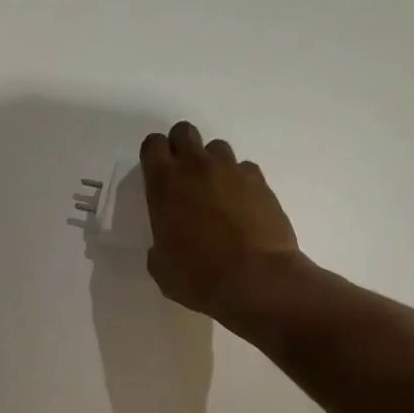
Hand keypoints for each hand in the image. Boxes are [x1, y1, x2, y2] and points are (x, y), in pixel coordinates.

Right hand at [140, 121, 299, 320]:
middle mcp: (197, 168)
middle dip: (181, 147)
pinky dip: (241, 182)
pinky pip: (245, 170)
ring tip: (216, 193)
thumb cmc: (198, 277)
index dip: (154, 155)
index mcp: (165, 184)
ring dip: (212, 164)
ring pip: (217, 148)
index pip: (153, 144)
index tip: (156, 173)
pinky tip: (243, 207)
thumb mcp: (161, 267)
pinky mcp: (261, 183)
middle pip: (184, 132)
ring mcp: (232, 171)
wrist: (255, 280)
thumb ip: (160, 244)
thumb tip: (167, 243)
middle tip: (184, 176)